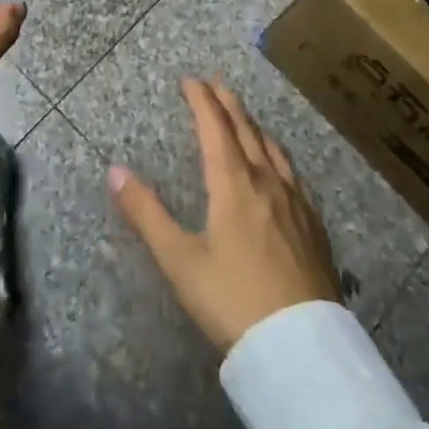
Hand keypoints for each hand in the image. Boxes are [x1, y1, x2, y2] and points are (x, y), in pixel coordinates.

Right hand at [109, 78, 340, 353]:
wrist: (301, 349)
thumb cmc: (233, 301)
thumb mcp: (180, 261)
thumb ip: (146, 214)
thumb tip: (114, 170)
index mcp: (233, 185)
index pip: (215, 129)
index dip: (202, 101)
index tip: (190, 80)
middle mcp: (267, 183)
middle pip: (247, 132)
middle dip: (229, 104)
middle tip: (216, 84)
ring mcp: (296, 204)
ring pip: (273, 150)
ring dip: (254, 126)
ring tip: (245, 118)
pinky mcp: (314, 227)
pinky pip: (294, 174)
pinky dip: (278, 155)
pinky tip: (282, 169)